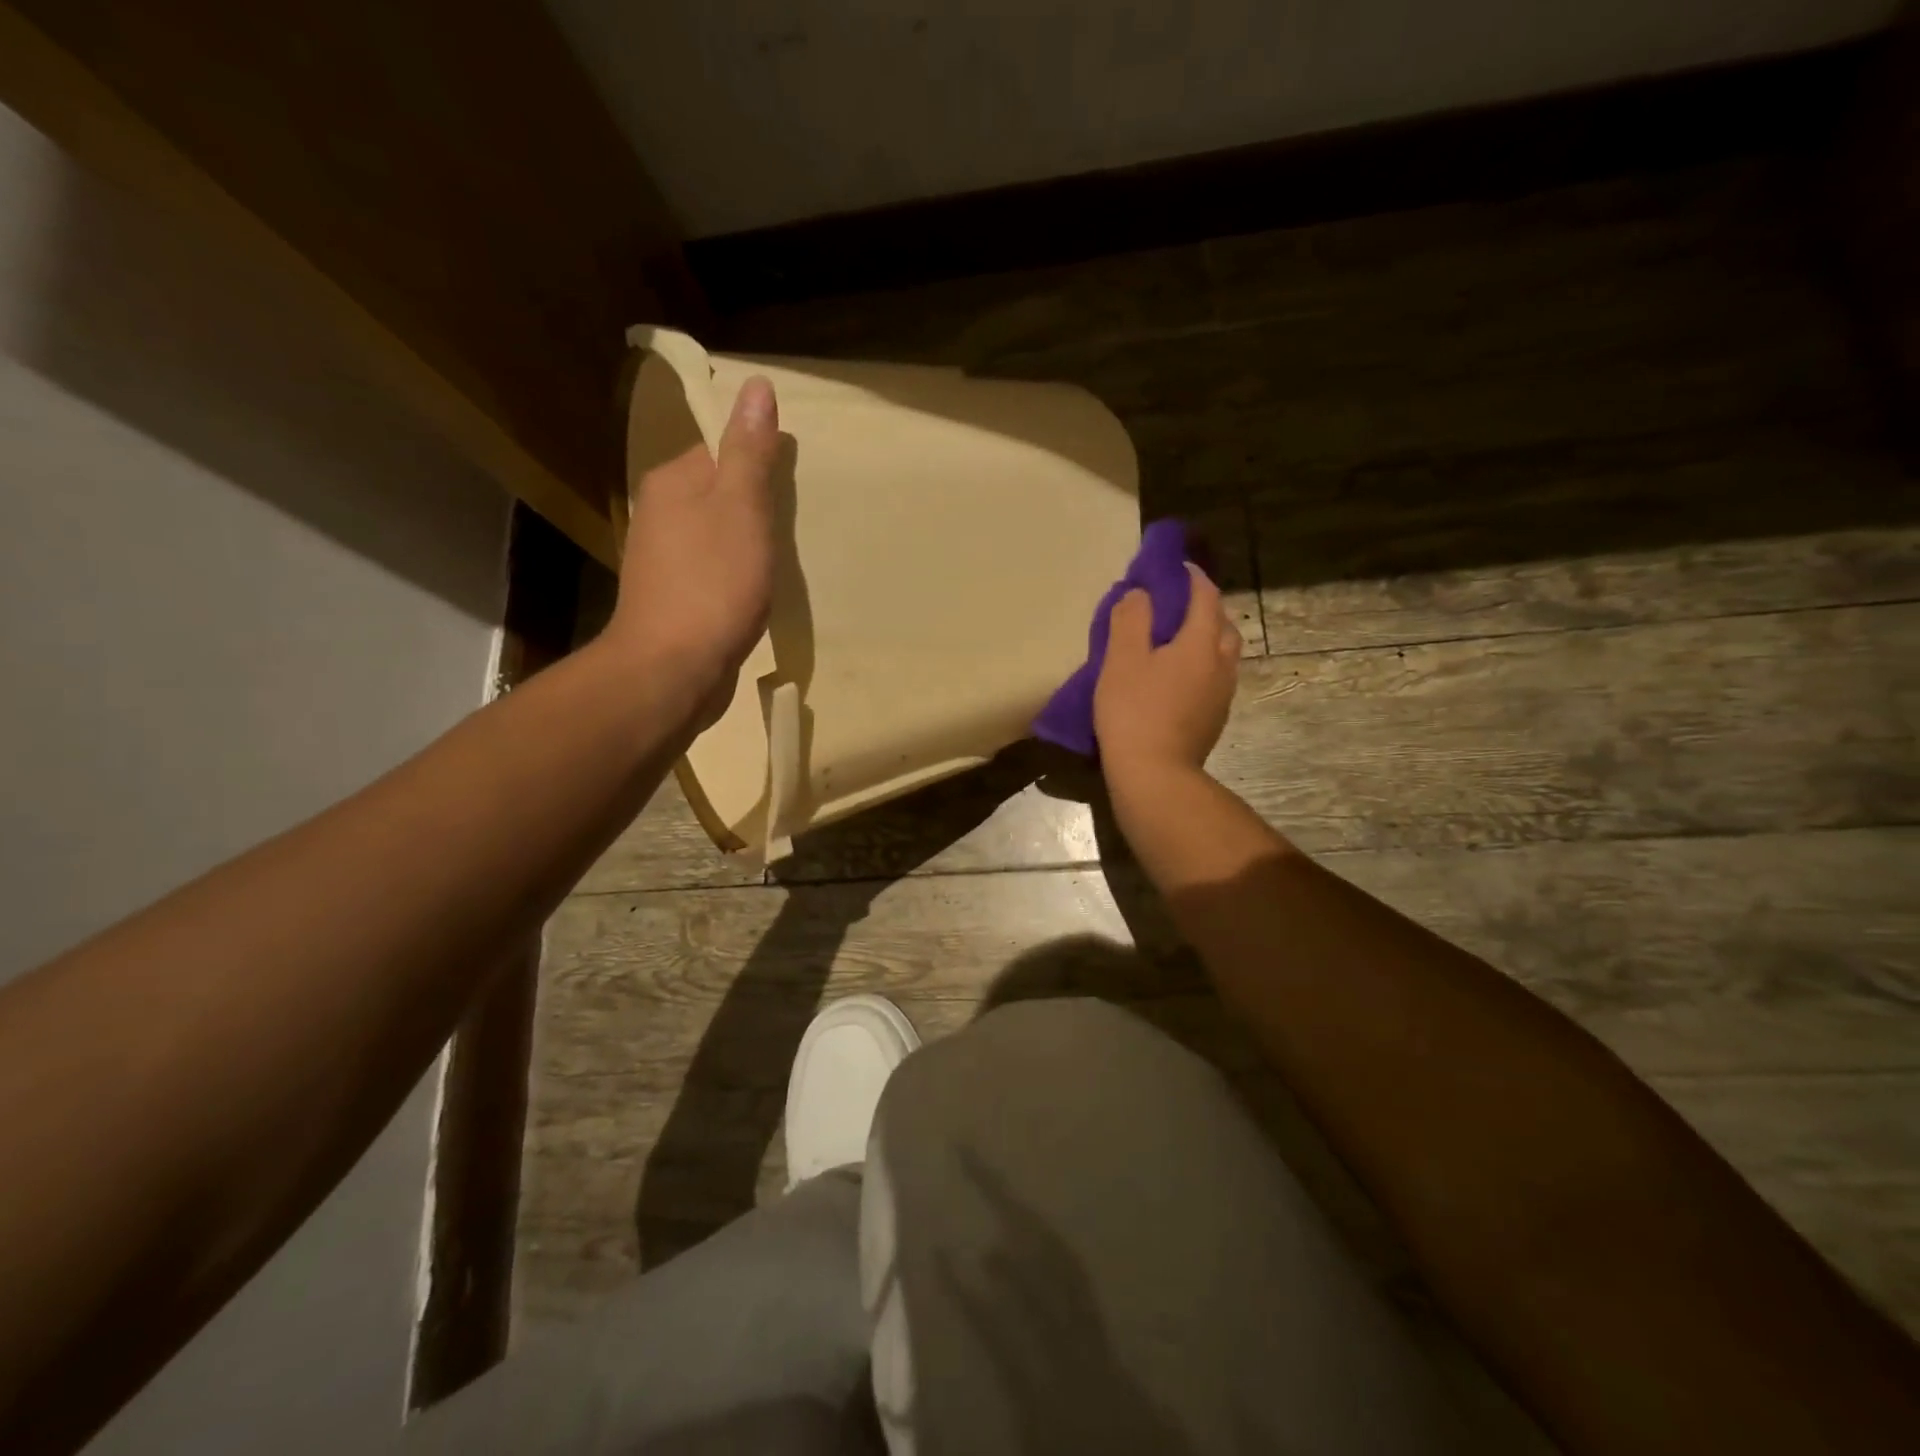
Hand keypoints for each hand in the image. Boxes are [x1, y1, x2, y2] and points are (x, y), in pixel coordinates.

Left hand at [607, 376, 779, 723]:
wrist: (673, 669)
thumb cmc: (713, 584)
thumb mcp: (742, 509)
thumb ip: (749, 452)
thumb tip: (757, 386)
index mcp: (673, 482)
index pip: (718, 449)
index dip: (757, 462)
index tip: (789, 488)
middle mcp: (659, 513)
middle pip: (717, 491)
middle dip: (754, 504)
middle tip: (791, 526)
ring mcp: (663, 560)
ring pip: (715, 533)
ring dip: (746, 541)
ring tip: (779, 560)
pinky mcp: (673, 599)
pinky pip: (712, 570)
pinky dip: (735, 574)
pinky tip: (754, 592)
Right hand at [1093, 563, 1239, 779]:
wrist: (1154, 776)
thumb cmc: (1134, 712)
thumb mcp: (1121, 659)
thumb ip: (1131, 619)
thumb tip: (1141, 595)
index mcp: (1201, 642)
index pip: (1205, 595)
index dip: (1191, 576)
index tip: (1173, 567)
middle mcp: (1222, 663)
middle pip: (1221, 623)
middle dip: (1202, 606)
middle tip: (1174, 605)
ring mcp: (1222, 693)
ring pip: (1222, 652)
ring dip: (1205, 637)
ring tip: (1176, 640)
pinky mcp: (1215, 717)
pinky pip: (1215, 676)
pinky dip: (1202, 663)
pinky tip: (1178, 676)